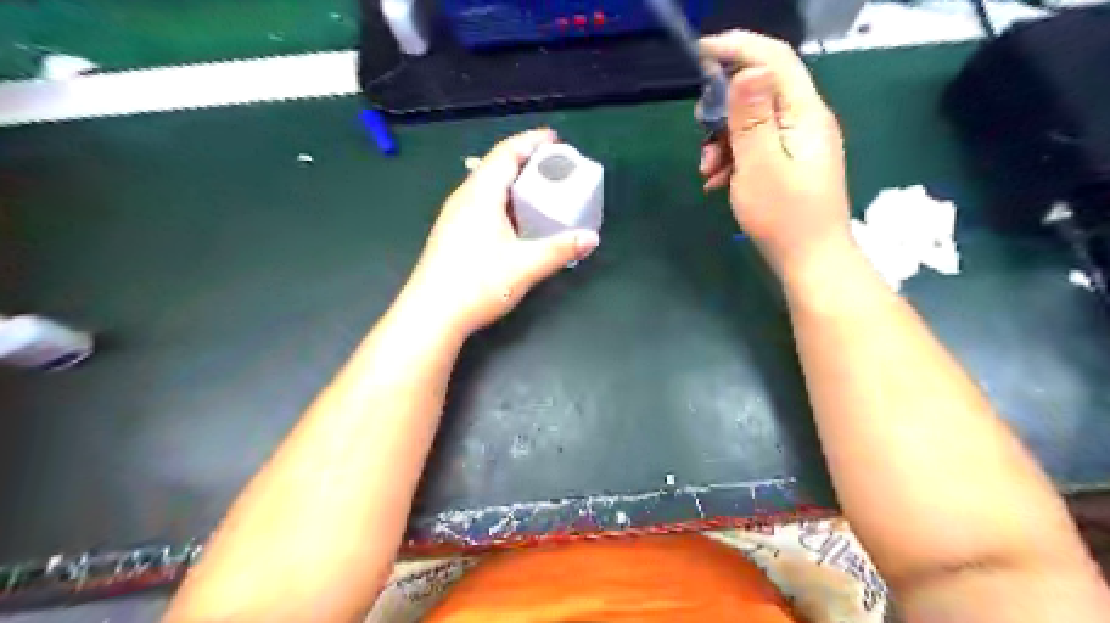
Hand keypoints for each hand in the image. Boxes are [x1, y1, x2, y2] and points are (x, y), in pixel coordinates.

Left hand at [400, 127, 604, 337]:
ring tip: (537, 189)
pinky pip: (480, 202)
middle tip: (553, 165)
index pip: (506, 153)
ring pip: (486, 185)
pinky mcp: (452, 233)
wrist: (432, 314)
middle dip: (525, 159)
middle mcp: (464, 197)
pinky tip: (514, 219)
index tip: (554, 139)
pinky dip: (502, 199)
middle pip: (495, 165)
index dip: (531, 142)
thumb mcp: (526, 265)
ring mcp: (454, 215)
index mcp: (481, 194)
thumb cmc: (478, 283)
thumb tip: (591, 238)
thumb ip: (560, 249)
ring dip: (512, 181)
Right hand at [697, 32, 850, 276]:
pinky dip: (732, 158)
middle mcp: (804, 120)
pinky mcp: (788, 162)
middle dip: (722, 109)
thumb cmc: (784, 217)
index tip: (699, 53)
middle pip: (758, 90)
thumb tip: (748, 70)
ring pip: (751, 122)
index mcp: (804, 113)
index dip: (737, 47)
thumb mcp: (759, 165)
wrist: (810, 262)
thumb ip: (751, 118)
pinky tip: (717, 183)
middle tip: (699, 132)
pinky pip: (755, 146)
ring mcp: (797, 142)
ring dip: (722, 140)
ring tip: (706, 172)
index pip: (773, 59)